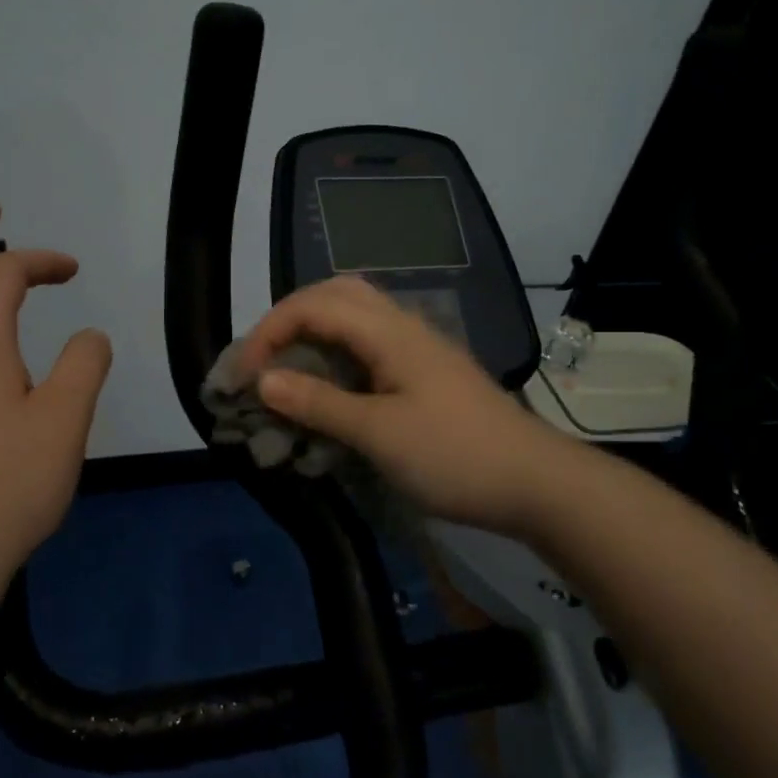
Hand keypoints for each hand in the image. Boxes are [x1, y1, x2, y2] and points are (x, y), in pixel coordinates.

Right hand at [243, 276, 562, 535]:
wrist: (535, 483)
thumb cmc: (455, 456)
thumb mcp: (378, 434)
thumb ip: (319, 404)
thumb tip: (262, 381)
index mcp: (389, 332)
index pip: (313, 305)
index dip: (269, 331)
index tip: (242, 375)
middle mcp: (401, 326)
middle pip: (334, 294)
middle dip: (289, 319)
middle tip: (262, 359)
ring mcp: (416, 348)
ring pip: (353, 317)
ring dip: (313, 334)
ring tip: (287, 370)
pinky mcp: (423, 372)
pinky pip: (367, 346)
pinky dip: (335, 356)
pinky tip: (327, 389)